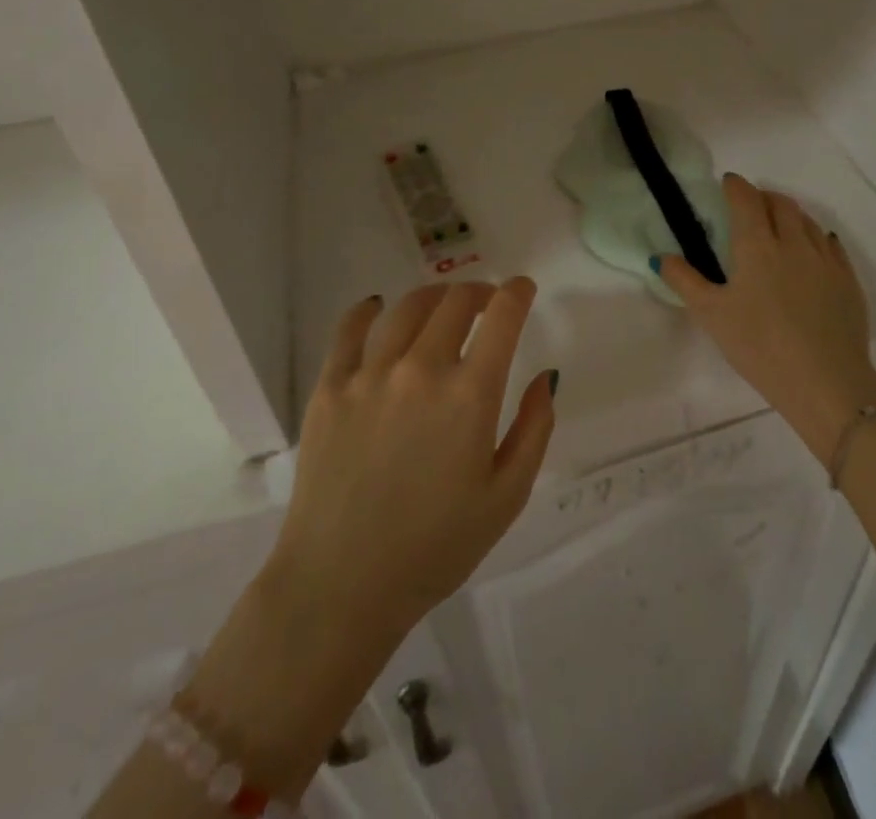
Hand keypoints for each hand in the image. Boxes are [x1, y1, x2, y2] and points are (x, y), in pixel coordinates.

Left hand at [270, 280, 555, 638]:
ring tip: (441, 306)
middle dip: (479, 292)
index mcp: (469, 395)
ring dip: (434, 297)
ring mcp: (369, 374)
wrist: (341, 586)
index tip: (522, 289)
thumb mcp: (506, 497)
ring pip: (407, 308)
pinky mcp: (329, 387)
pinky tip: (377, 309)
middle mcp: (420, 369)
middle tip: (486, 302)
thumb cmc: (435, 548)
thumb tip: (545, 376)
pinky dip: (368, 311)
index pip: (501, 317)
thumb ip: (534, 429)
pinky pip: (349, 330)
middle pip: (455, 302)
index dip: (517, 293)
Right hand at [658, 174, 875, 466]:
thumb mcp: (712, 315)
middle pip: (780, 204)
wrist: (826, 382)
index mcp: (757, 246)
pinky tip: (812, 250)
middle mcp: (794, 243)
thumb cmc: (759, 346)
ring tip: (779, 224)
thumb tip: (660, 256)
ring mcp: (826, 261)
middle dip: (763, 196)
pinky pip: (832, 245)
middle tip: (750, 204)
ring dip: (790, 213)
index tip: (727, 182)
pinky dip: (816, 237)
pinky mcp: (848, 281)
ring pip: (808, 221)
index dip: (735, 186)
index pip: (746, 200)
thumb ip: (684, 281)